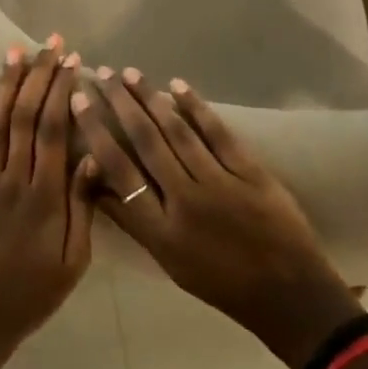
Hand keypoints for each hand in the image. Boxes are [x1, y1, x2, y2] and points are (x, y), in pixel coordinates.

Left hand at [0, 42, 97, 368]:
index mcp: (45, 195)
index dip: (61, 91)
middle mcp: (14, 178)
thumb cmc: (36, 291)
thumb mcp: (74, 258)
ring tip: (15, 51)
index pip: (52, 130)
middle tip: (51, 43)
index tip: (73, 61)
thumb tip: (95, 153)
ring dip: (7, 84)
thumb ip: (83, 204)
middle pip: (25, 116)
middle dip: (39, 76)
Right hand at [75, 69, 359, 368]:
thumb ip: (134, 221)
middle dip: (120, 105)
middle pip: (145, 142)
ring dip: (151, 99)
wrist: (288, 294)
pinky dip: (196, 108)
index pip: (119, 171)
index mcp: (161, 230)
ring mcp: (220, 183)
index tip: (79, 102)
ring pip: (177, 132)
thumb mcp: (169, 261)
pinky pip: (217, 134)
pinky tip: (178, 86)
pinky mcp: (250, 172)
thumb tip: (98, 182)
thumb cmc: (221, 283)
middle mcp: (185, 201)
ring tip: (131, 74)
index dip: (96, 133)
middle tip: (104, 74)